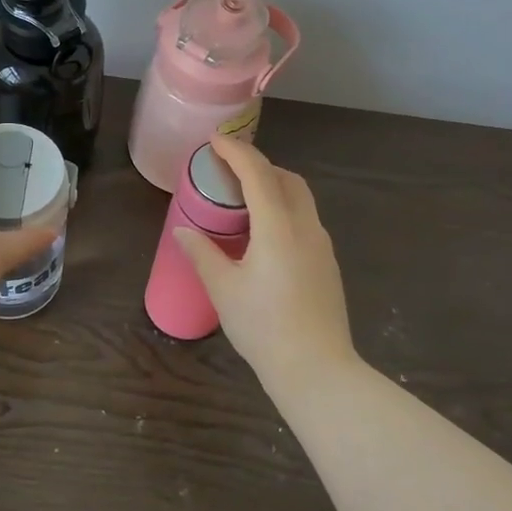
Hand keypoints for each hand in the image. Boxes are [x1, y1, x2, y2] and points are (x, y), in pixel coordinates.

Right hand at [173, 136, 355, 384]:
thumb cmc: (264, 328)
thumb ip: (203, 253)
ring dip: (274, 188)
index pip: (257, 173)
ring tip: (243, 202)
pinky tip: (264, 236)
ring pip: (300, 200)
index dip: (235, 151)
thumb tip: (184, 231)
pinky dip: (284, 211)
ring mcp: (322, 246)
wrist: (317, 370)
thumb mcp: (224, 289)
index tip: (215, 139)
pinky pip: (305, 221)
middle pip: (287, 179)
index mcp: (279, 227)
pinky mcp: (328, 264)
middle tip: (229, 171)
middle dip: (259, 166)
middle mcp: (306, 228)